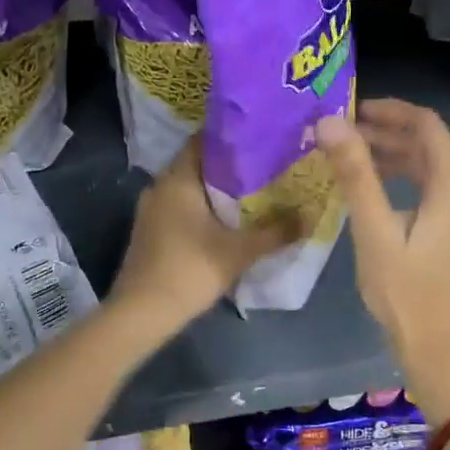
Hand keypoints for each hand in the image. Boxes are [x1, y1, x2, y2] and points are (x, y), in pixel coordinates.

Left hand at [109, 138, 294, 330]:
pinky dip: (203, 209)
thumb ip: (275, 232)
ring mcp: (151, 210)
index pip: (203, 140)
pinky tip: (225, 222)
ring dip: (217, 190)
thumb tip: (309, 216)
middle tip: (265, 166)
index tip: (260, 138)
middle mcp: (160, 186)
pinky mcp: (150, 231)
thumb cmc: (190, 271)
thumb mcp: (239, 251)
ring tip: (252, 193)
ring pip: (189, 188)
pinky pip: (181, 208)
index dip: (231, 136)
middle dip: (230, 166)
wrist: (141, 313)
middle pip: (198, 164)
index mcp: (177, 179)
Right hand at [316, 101, 449, 423]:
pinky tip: (382, 191)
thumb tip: (329, 122)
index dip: (389, 110)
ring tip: (355, 161)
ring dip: (398, 159)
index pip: (427, 124)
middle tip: (344, 137)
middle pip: (432, 146)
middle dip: (388, 136)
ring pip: (436, 169)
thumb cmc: (402, 290)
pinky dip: (412, 182)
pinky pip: (444, 191)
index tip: (352, 110)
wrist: (437, 347)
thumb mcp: (373, 229)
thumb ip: (355, 172)